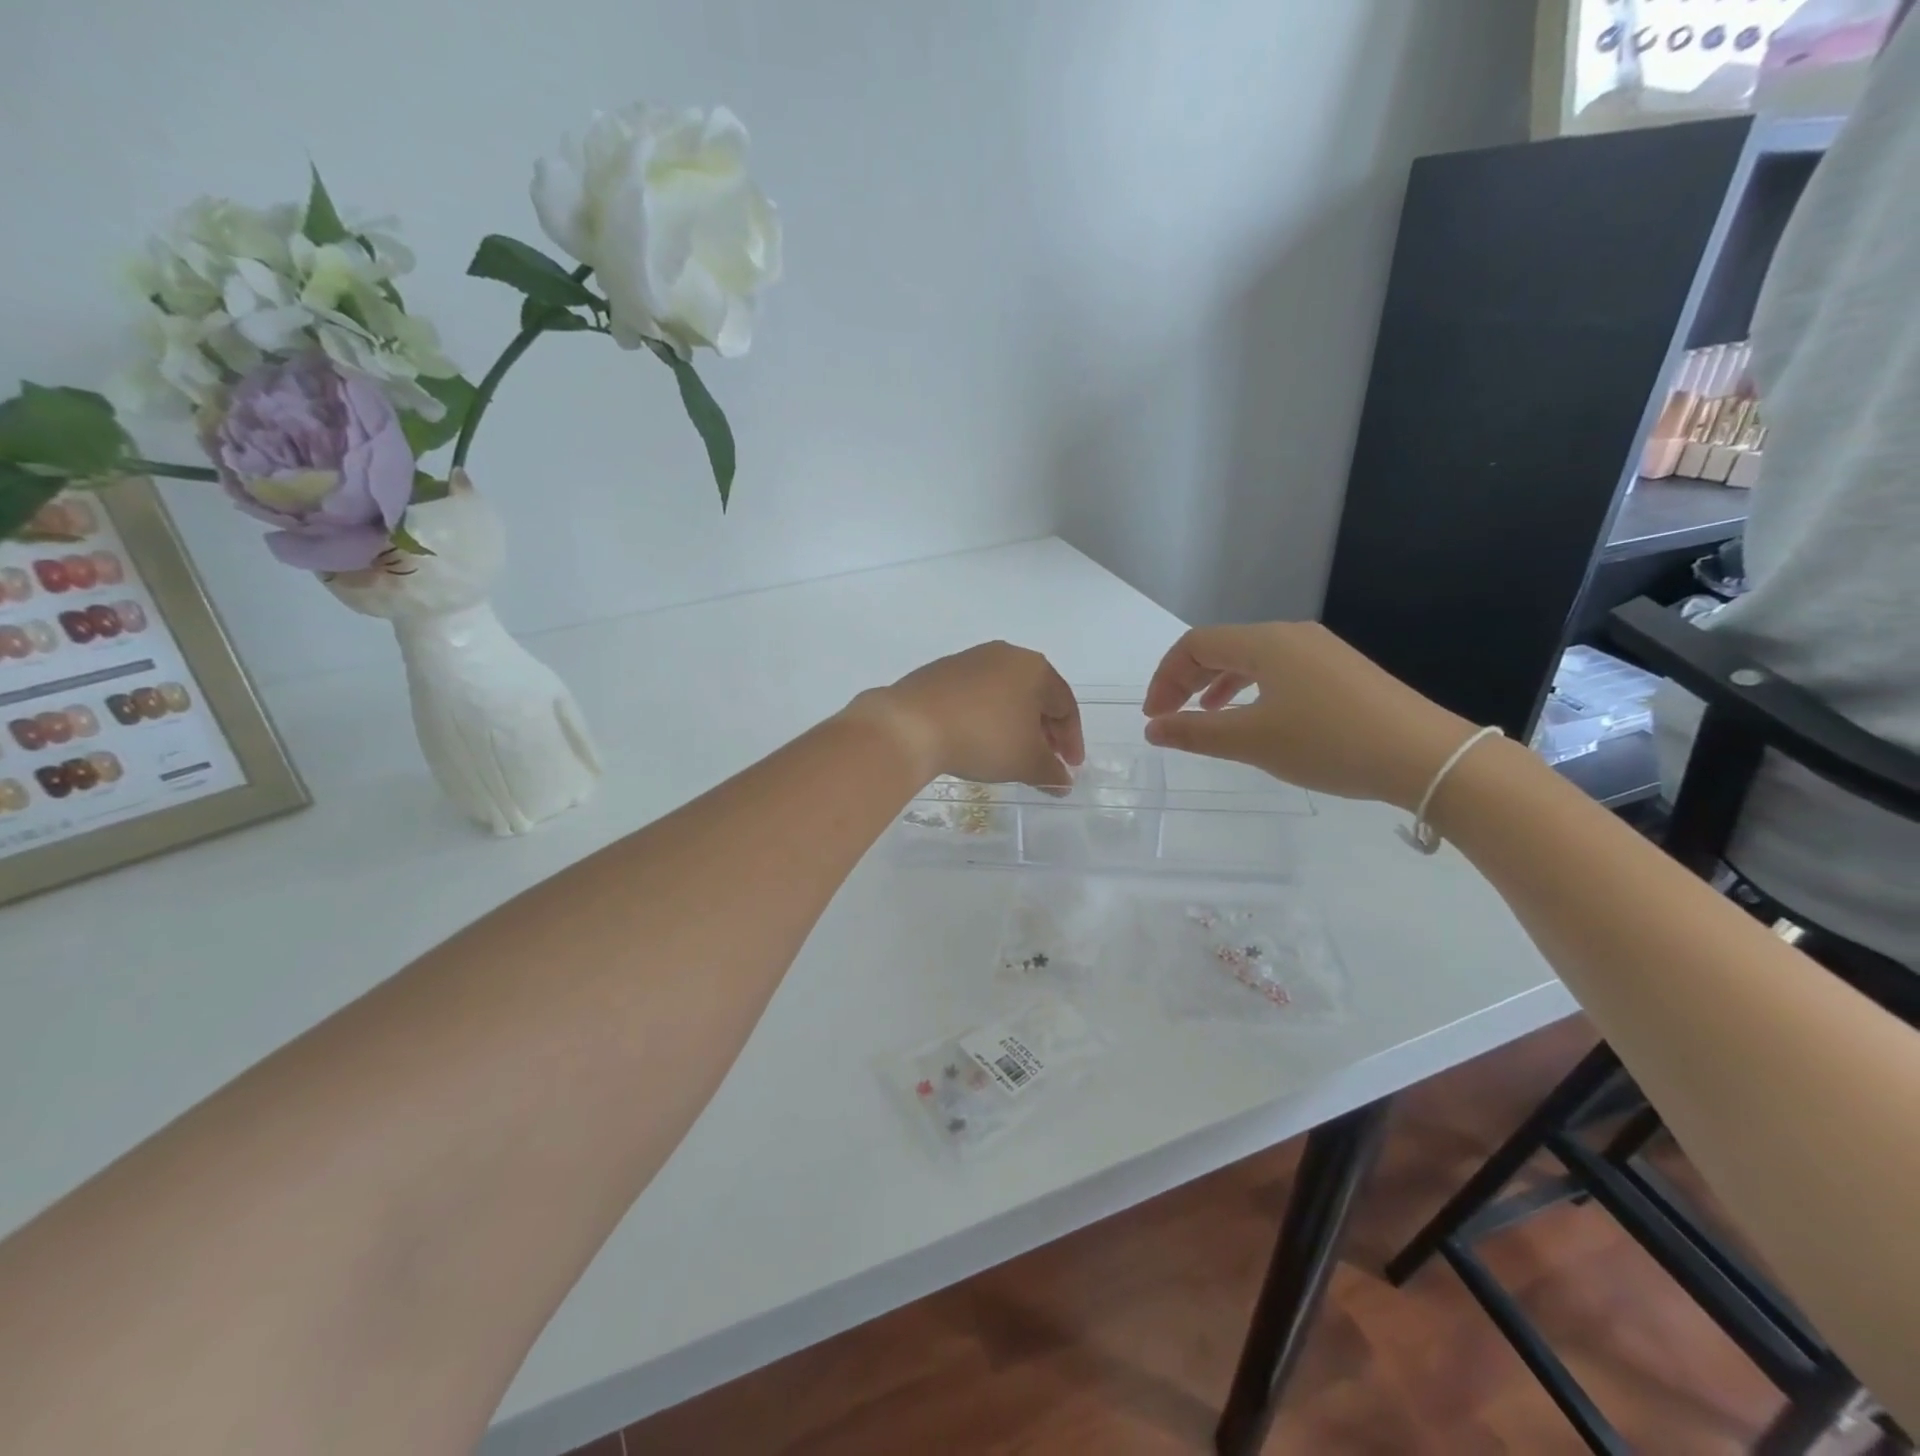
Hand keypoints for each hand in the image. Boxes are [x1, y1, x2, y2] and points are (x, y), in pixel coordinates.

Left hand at [851, 641, 1085, 789]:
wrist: (911, 724)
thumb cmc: (983, 737)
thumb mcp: (1025, 761)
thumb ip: (1051, 773)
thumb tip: (1063, 783)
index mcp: (1034, 668)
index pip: (1065, 705)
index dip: (1071, 740)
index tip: (1069, 768)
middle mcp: (1005, 655)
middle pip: (1036, 696)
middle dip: (1044, 731)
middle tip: (1044, 761)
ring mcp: (969, 660)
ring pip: (1005, 694)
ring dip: (1015, 724)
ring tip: (1011, 754)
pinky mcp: (940, 672)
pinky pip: (975, 696)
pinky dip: (986, 718)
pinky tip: (977, 740)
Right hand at [1141, 622, 1477, 810]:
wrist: (1425, 757)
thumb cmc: (1328, 743)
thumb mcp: (1252, 741)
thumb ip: (1195, 733)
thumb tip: (1153, 728)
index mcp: (1266, 642)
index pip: (1195, 644)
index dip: (1165, 678)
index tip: (1155, 717)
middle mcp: (1291, 636)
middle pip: (1222, 646)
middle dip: (1187, 680)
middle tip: (1170, 718)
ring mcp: (1321, 652)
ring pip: (1251, 659)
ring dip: (1217, 685)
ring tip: (1206, 717)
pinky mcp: (1341, 673)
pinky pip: (1278, 671)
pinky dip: (1251, 690)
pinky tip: (1255, 718)